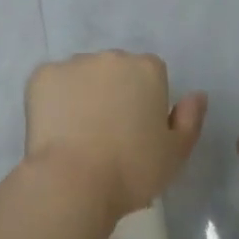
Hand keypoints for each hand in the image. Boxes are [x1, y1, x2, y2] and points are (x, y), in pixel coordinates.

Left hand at [24, 51, 206, 226]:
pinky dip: (53, 100)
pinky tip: (54, 129)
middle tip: (107, 133)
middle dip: (113, 92)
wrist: (73, 182)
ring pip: (82, 75)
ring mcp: (74, 63)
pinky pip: (51, 83)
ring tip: (77, 134)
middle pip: (116, 70)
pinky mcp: (42, 75)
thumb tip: (196, 95)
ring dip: (83, 93)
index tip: (137, 131)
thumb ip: (190, 120)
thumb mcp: (175, 154)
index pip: (150, 75)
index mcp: (147, 69)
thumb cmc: (131, 172)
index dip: (144, 102)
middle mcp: (112, 56)